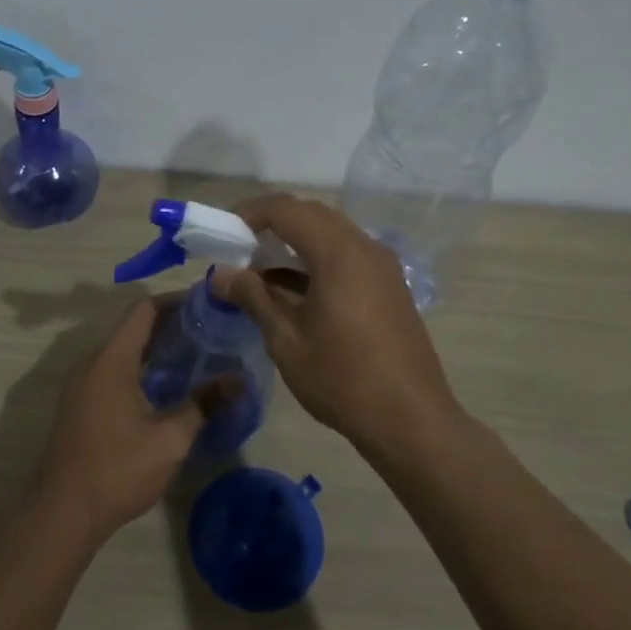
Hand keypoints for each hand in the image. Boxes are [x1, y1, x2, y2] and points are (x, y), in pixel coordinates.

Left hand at [33, 298, 203, 543]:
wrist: (62, 514)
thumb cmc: (117, 469)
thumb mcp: (170, 439)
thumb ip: (203, 404)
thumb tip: (238, 381)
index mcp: (111, 360)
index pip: (143, 310)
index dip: (175, 302)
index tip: (207, 306)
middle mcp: (92, 363)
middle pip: (133, 329)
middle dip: (171, 327)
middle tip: (210, 335)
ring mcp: (81, 385)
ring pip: (122, 352)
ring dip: (155, 351)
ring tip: (194, 360)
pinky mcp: (79, 406)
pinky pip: (112, 372)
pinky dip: (140, 370)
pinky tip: (165, 391)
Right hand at [211, 195, 460, 451]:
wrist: (410, 420)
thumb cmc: (342, 378)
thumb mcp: (286, 340)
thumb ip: (252, 297)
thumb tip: (220, 273)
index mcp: (338, 253)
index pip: (287, 209)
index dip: (250, 213)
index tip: (224, 233)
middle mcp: (364, 247)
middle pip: (312, 215)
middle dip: (272, 225)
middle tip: (240, 249)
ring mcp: (382, 267)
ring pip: (331, 235)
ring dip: (295, 244)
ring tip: (260, 274)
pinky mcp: (389, 287)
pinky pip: (347, 256)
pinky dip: (316, 262)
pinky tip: (293, 293)